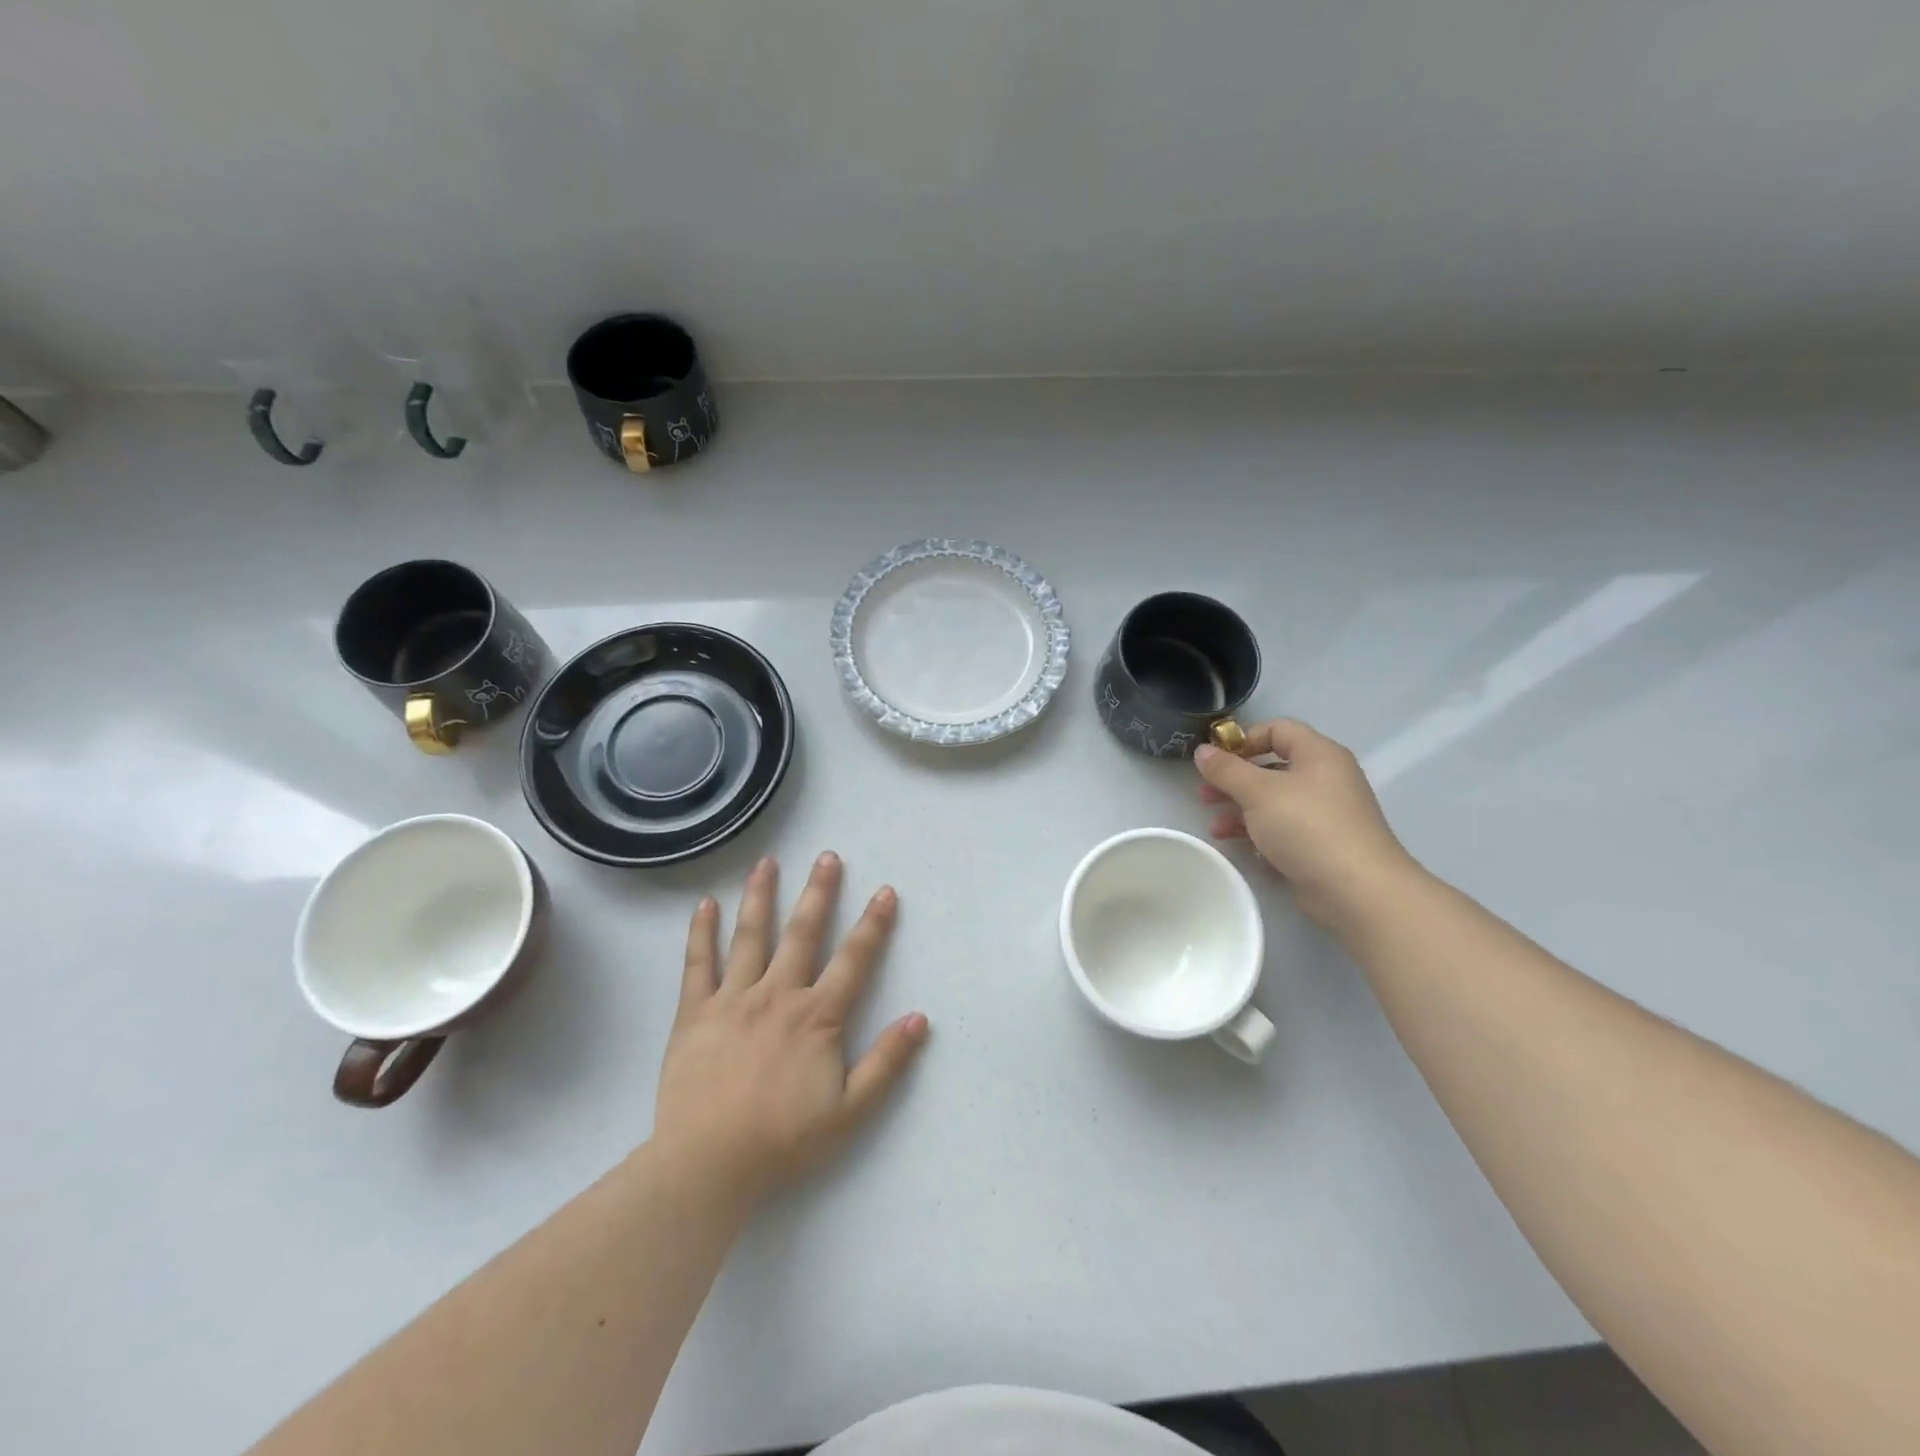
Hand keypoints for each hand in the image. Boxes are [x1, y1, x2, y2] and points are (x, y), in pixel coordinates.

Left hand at [652, 853, 929, 1211]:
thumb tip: (920, 1017)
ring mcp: (732, 1000)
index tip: (886, 891)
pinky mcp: (695, 1013)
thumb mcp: (850, 1112)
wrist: (706, 1165)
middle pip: (802, 933)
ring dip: (760, 896)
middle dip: (818, 892)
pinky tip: (705, 904)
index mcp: (817, 1017)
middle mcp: (777, 995)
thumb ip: (887, 1062)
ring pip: (750, 937)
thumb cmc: (782, 1140)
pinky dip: (701, 932)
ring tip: (766, 862)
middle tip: (827, 856)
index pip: (854, 960)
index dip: (873, 924)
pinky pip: (698, 965)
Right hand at [1194, 720, 1417, 930]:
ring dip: (1240, 810)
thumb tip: (1201, 751)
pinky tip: (1237, 846)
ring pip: (1274, 801)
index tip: (1216, 760)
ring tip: (1215, 827)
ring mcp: (1325, 813)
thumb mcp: (1258, 792)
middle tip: (1205, 795)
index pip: (1277, 729)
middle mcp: (1325, 778)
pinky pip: (1284, 829)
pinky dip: (1259, 833)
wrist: (1358, 890)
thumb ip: (1226, 770)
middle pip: (1271, 767)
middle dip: (1234, 781)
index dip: (1243, 739)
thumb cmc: (1307, 827)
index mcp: (1318, 754)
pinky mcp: (1322, 844)